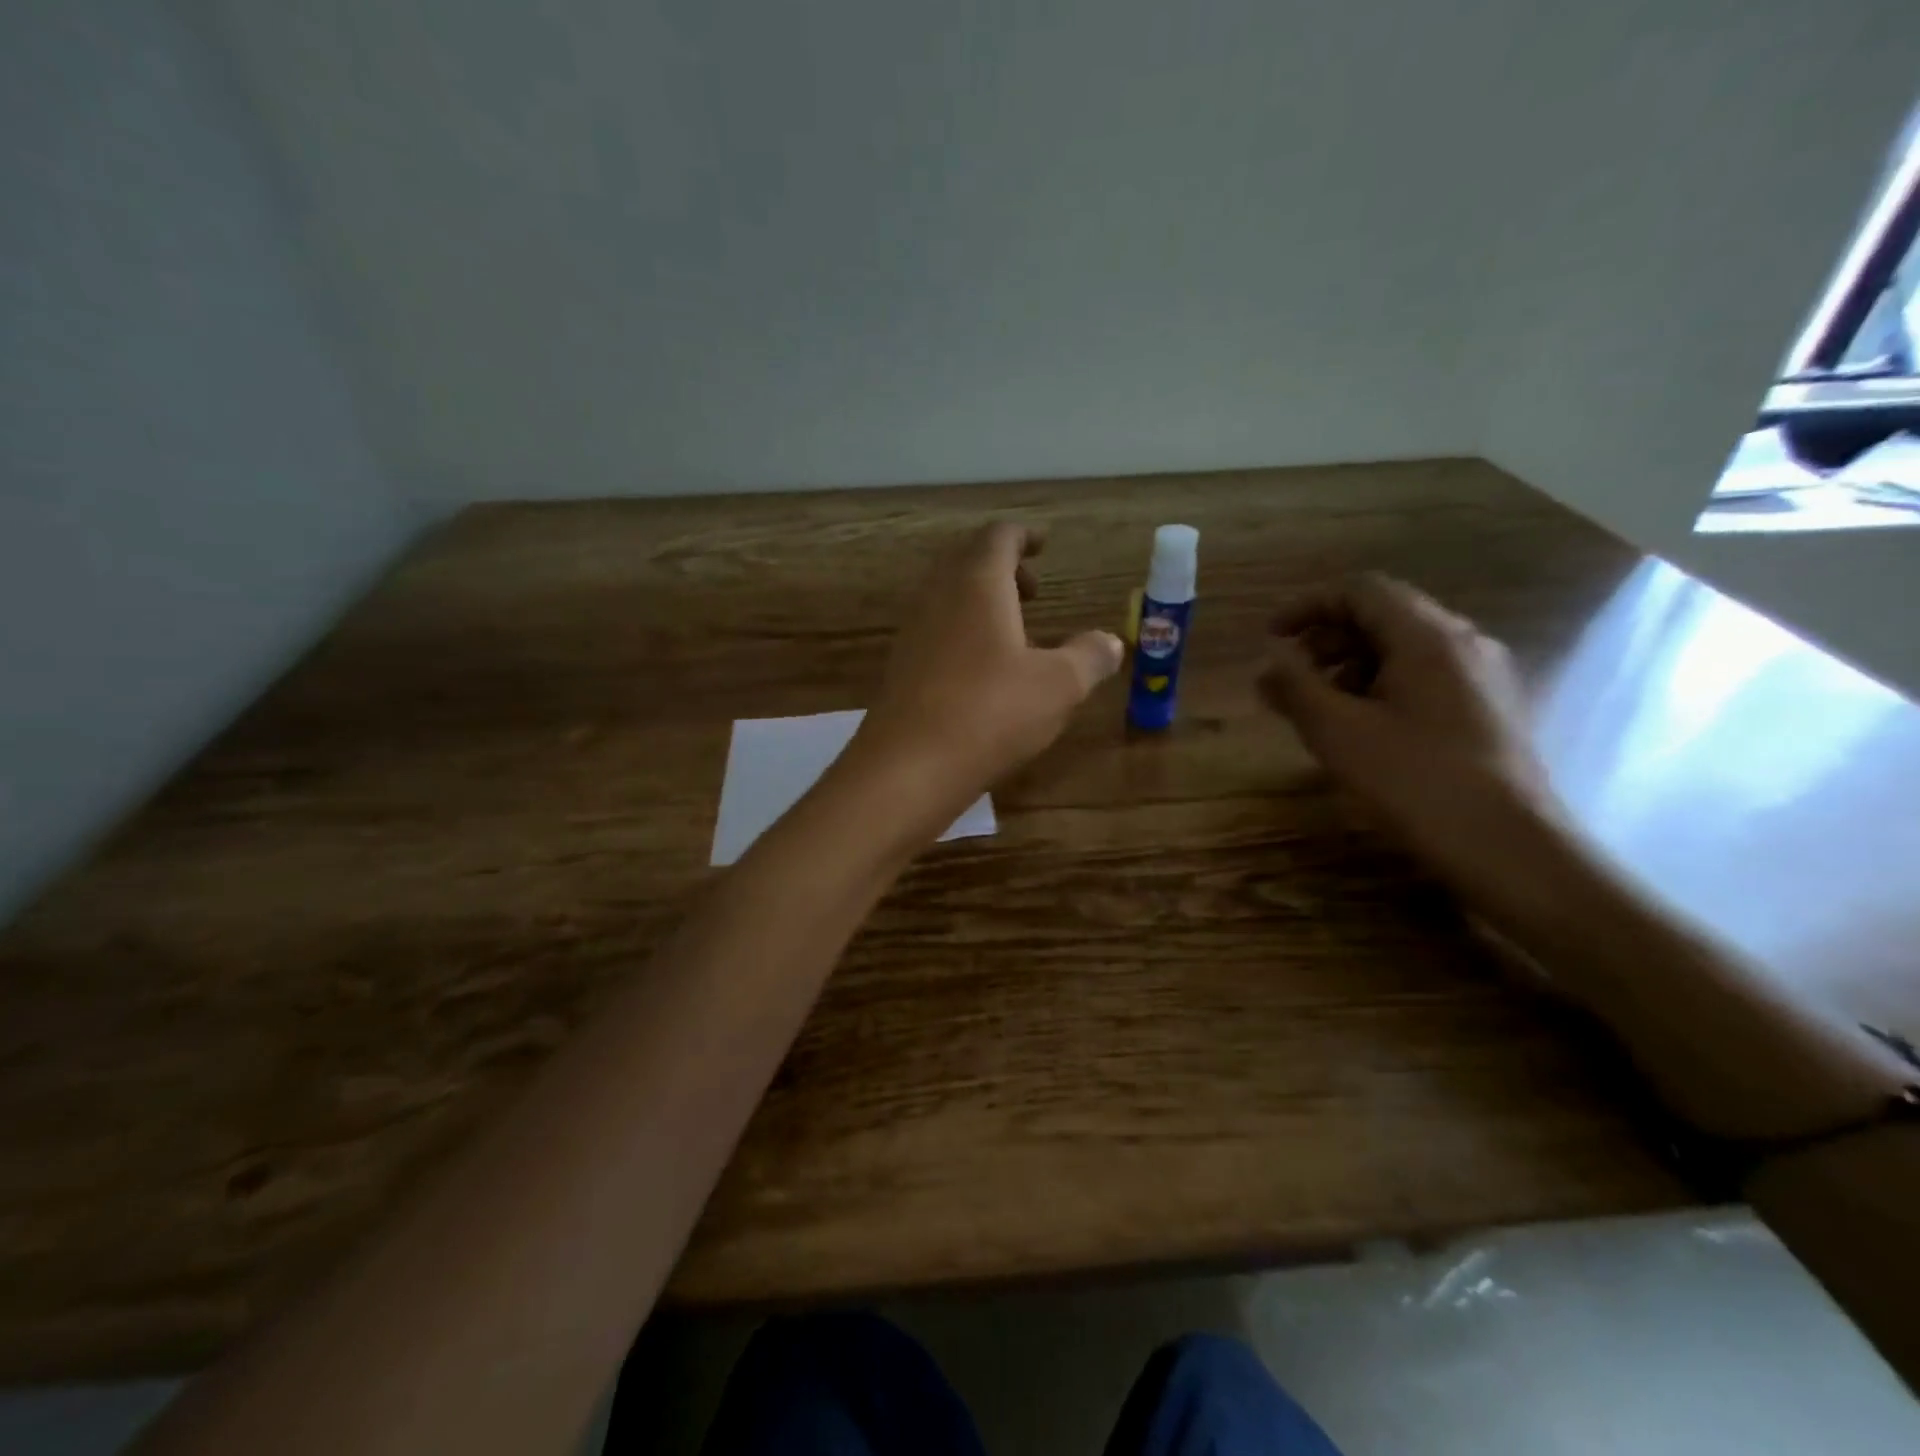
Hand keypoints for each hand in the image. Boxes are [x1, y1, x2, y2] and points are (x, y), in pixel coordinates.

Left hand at [849, 523, 1122, 814]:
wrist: (908, 767)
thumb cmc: (991, 712)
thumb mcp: (1058, 685)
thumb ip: (1089, 657)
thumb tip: (1111, 642)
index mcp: (977, 584)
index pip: (998, 537)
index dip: (1024, 536)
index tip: (1043, 544)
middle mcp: (938, 597)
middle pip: (967, 561)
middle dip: (1002, 568)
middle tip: (1032, 590)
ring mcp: (913, 632)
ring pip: (948, 597)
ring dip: (981, 602)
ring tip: (1014, 633)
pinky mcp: (901, 668)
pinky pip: (936, 631)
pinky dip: (962, 632)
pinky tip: (983, 671)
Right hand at [1259, 574, 1567, 916]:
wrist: (1509, 847)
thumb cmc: (1415, 781)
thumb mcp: (1337, 732)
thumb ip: (1295, 687)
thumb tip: (1271, 660)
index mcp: (1428, 636)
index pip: (1360, 590)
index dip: (1307, 606)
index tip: (1271, 638)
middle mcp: (1464, 642)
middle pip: (1385, 615)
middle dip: (1327, 638)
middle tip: (1291, 678)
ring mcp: (1485, 676)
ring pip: (1406, 648)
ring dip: (1352, 664)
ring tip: (1321, 708)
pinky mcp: (1492, 709)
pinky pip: (1427, 677)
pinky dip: (1383, 686)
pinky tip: (1365, 729)